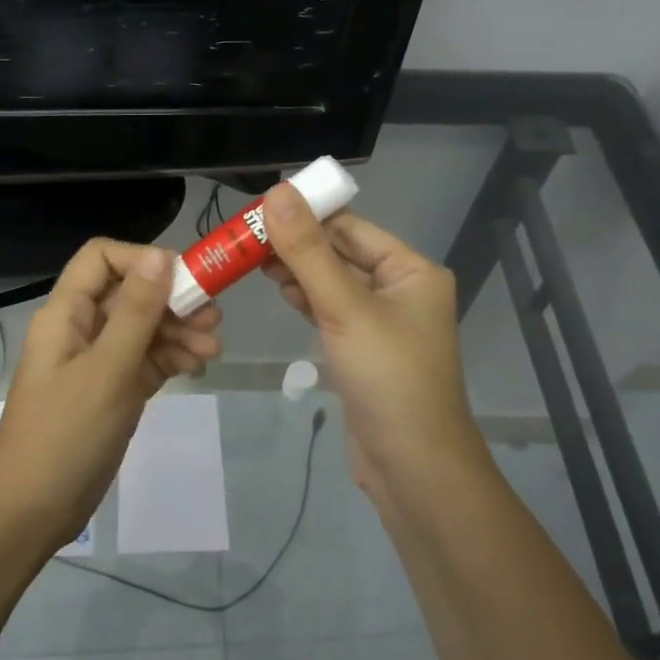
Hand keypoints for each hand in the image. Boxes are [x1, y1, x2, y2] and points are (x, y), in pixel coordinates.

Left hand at [0, 239, 222, 553]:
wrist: (30, 512)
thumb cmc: (65, 434)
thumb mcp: (107, 370)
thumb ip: (136, 312)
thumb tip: (160, 254)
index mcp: (67, 313)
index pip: (102, 259)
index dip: (142, 259)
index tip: (183, 278)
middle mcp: (81, 329)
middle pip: (130, 294)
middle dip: (172, 300)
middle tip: (213, 318)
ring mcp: (97, 362)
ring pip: (143, 328)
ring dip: (178, 332)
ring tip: (214, 349)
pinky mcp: (112, 391)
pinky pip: (145, 361)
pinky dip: (171, 359)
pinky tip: (197, 368)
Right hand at [262, 185, 484, 492]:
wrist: (413, 467)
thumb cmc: (388, 378)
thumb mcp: (344, 308)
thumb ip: (307, 251)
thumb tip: (278, 192)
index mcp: (412, 271)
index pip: (352, 228)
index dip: (307, 216)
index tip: (259, 210)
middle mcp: (403, 290)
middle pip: (342, 254)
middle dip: (298, 245)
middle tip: (246, 239)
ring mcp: (384, 323)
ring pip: (335, 283)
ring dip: (299, 271)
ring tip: (254, 262)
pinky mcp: (365, 350)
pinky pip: (333, 312)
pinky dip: (308, 299)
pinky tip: (281, 291)